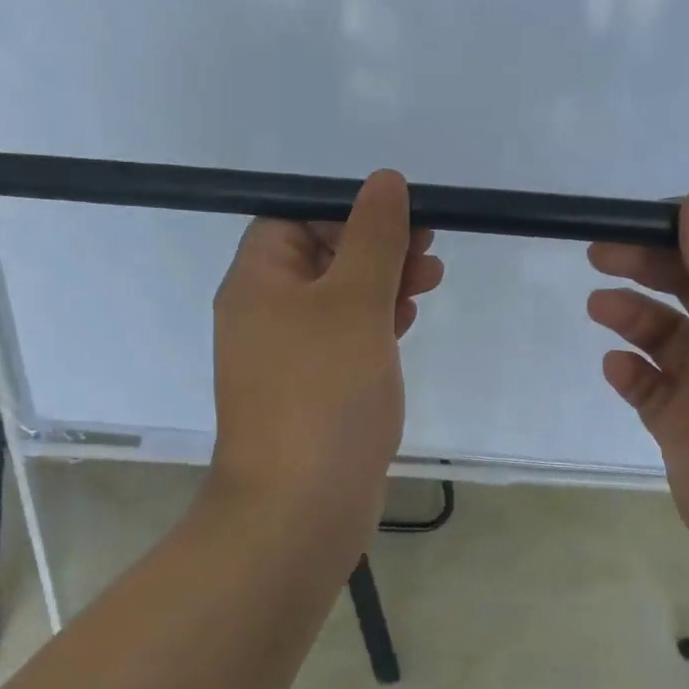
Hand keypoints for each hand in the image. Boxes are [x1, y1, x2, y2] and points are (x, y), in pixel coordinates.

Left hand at [209, 171, 443, 545]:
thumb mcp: (355, 301)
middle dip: (375, 247)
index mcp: (258, 281)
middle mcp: (263, 314)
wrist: (300, 508)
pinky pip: (342, 341)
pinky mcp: (310, 392)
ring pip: (336, 301)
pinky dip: (373, 325)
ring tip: (430, 282)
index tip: (402, 219)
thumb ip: (373, 237)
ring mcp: (285, 357)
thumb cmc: (325, 392)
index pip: (295, 218)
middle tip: (429, 250)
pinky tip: (406, 323)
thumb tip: (384, 180)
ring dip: (381, 284)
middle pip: (320, 257)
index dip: (348, 211)